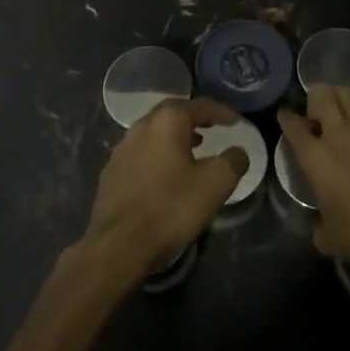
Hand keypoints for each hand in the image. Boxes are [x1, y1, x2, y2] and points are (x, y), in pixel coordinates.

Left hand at [83, 97, 248, 279]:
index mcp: (166, 122)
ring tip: (193, 147)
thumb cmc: (171, 207)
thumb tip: (238, 152)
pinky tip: (166, 173)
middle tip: (212, 127)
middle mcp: (140, 127)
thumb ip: (233, 162)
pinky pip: (141, 152)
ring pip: (153, 132)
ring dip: (175, 135)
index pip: (199, 106)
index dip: (222, 112)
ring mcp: (121, 149)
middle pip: (172, 113)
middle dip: (194, 117)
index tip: (237, 123)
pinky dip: (159, 153)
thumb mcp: (215, 184)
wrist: (119, 244)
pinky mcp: (111, 172)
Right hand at [276, 85, 349, 275]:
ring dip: (342, 99)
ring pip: (348, 93)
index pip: (292, 124)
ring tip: (344, 113)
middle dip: (315, 100)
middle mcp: (337, 133)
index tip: (286, 117)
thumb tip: (320, 229)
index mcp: (314, 156)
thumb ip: (318, 226)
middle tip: (319, 117)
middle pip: (320, 94)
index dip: (286, 117)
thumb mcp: (327, 236)